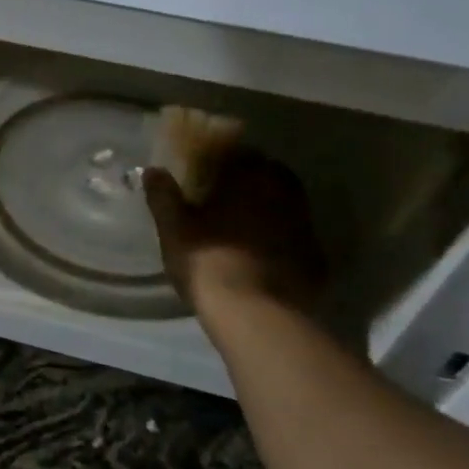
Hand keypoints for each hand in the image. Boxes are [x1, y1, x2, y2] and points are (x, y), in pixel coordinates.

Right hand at [142, 152, 327, 316]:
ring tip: (241, 227)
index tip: (205, 170)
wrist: (257, 317)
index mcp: (250, 178)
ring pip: (284, 204)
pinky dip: (281, 238)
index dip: (220, 159)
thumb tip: (152, 170)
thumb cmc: (210, 263)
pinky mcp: (316, 257)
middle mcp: (283, 193)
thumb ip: (164, 197)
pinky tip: (263, 255)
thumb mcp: (175, 230)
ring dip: (266, 208)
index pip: (238, 152)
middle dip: (247, 181)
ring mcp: (305, 225)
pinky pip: (295, 236)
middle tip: (223, 197)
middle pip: (267, 175)